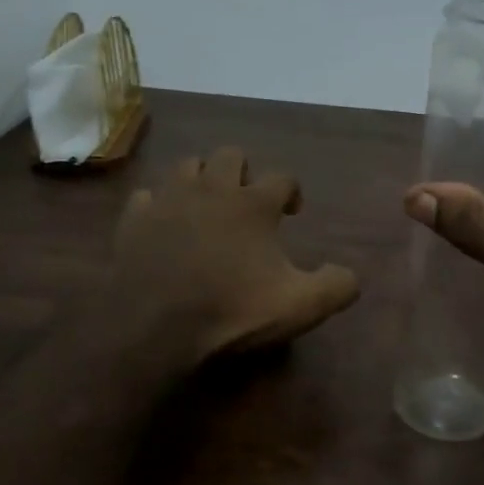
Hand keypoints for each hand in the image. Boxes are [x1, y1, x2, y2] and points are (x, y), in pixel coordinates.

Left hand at [107, 146, 360, 367]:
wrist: (155, 329)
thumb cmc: (232, 313)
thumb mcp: (300, 307)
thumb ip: (336, 286)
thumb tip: (349, 274)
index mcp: (253, 204)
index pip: (282, 178)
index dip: (292, 191)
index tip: (292, 212)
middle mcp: (211, 188)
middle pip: (230, 155)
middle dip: (243, 173)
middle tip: (247, 204)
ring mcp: (168, 199)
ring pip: (187, 165)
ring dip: (201, 179)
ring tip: (207, 207)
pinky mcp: (135, 218)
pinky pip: (148, 196)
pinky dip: (160, 205)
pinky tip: (165, 225)